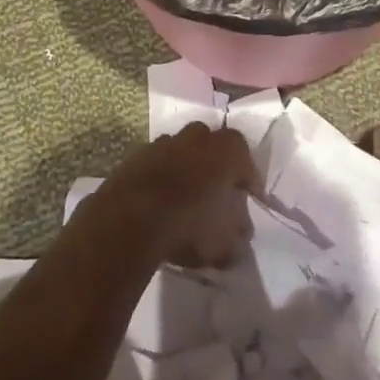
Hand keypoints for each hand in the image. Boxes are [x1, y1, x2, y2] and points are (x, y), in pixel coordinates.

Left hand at [96, 122, 260, 269]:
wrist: (131, 220)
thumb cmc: (191, 225)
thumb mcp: (227, 243)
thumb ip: (239, 236)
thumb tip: (240, 232)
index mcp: (228, 150)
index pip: (247, 161)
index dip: (248, 183)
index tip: (248, 202)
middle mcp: (198, 137)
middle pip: (212, 148)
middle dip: (216, 168)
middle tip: (216, 195)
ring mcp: (164, 143)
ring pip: (182, 153)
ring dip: (186, 171)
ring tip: (185, 201)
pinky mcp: (136, 156)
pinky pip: (156, 165)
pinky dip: (160, 179)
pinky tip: (159, 204)